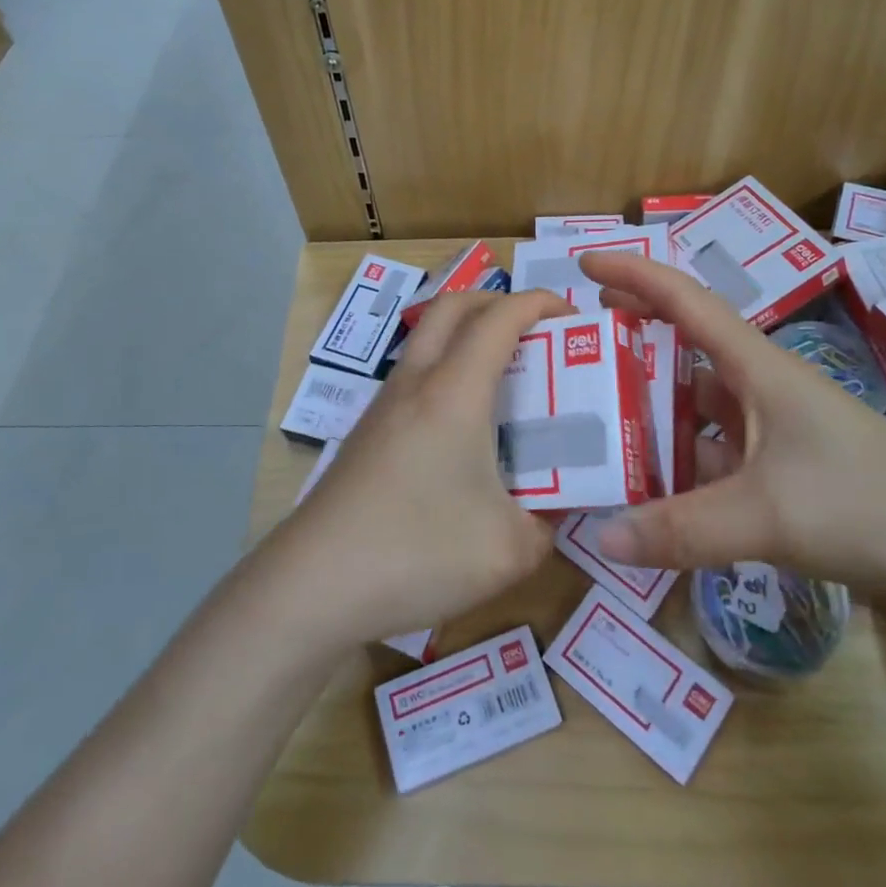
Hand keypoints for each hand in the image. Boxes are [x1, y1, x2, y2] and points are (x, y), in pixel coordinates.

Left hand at [268, 286, 573, 647]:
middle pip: (452, 306)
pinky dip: (447, 372)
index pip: (499, 318)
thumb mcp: (508, 551)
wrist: (313, 586)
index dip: (539, 302)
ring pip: (427, 340)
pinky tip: (463, 427)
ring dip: (467, 335)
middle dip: (498, 300)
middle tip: (536, 330)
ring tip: (506, 376)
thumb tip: (552, 514)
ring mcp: (383, 407)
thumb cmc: (416, 553)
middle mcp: (416, 384)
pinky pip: (414, 377)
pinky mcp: (367, 434)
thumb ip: (545, 526)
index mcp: (454, 392)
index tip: (573, 315)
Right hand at [578, 252, 885, 602]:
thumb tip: (600, 537)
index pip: (686, 300)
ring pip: (695, 406)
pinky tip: (647, 487)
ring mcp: (771, 430)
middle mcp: (760, 387)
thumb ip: (682, 529)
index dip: (635, 273)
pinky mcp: (781, 470)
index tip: (584, 263)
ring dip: (651, 409)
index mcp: (757, 367)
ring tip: (594, 421)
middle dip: (632, 337)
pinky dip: (678, 463)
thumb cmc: (868, 504)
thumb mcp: (768, 514)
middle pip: (684, 347)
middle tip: (576, 347)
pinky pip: (712, 453)